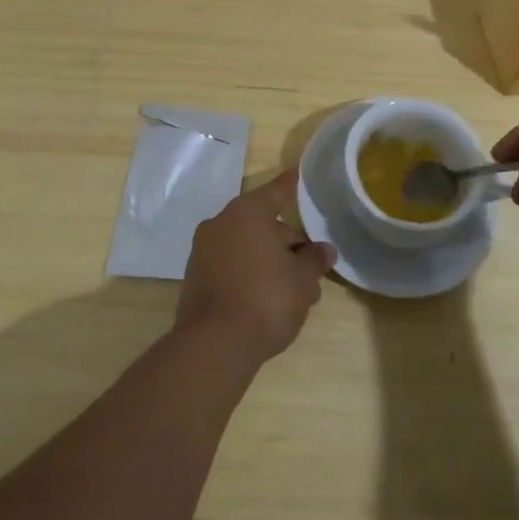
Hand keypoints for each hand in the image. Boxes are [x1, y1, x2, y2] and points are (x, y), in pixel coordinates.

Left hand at [176, 170, 335, 366]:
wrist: (214, 346)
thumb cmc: (266, 299)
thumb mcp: (303, 280)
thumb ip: (315, 260)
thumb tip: (323, 250)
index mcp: (248, 212)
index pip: (278, 191)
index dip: (292, 185)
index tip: (299, 173)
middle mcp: (221, 223)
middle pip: (262, 223)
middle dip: (287, 242)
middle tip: (310, 267)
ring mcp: (203, 251)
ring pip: (246, 247)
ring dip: (269, 261)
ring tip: (293, 291)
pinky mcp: (194, 279)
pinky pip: (230, 266)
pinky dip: (248, 275)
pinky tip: (265, 301)